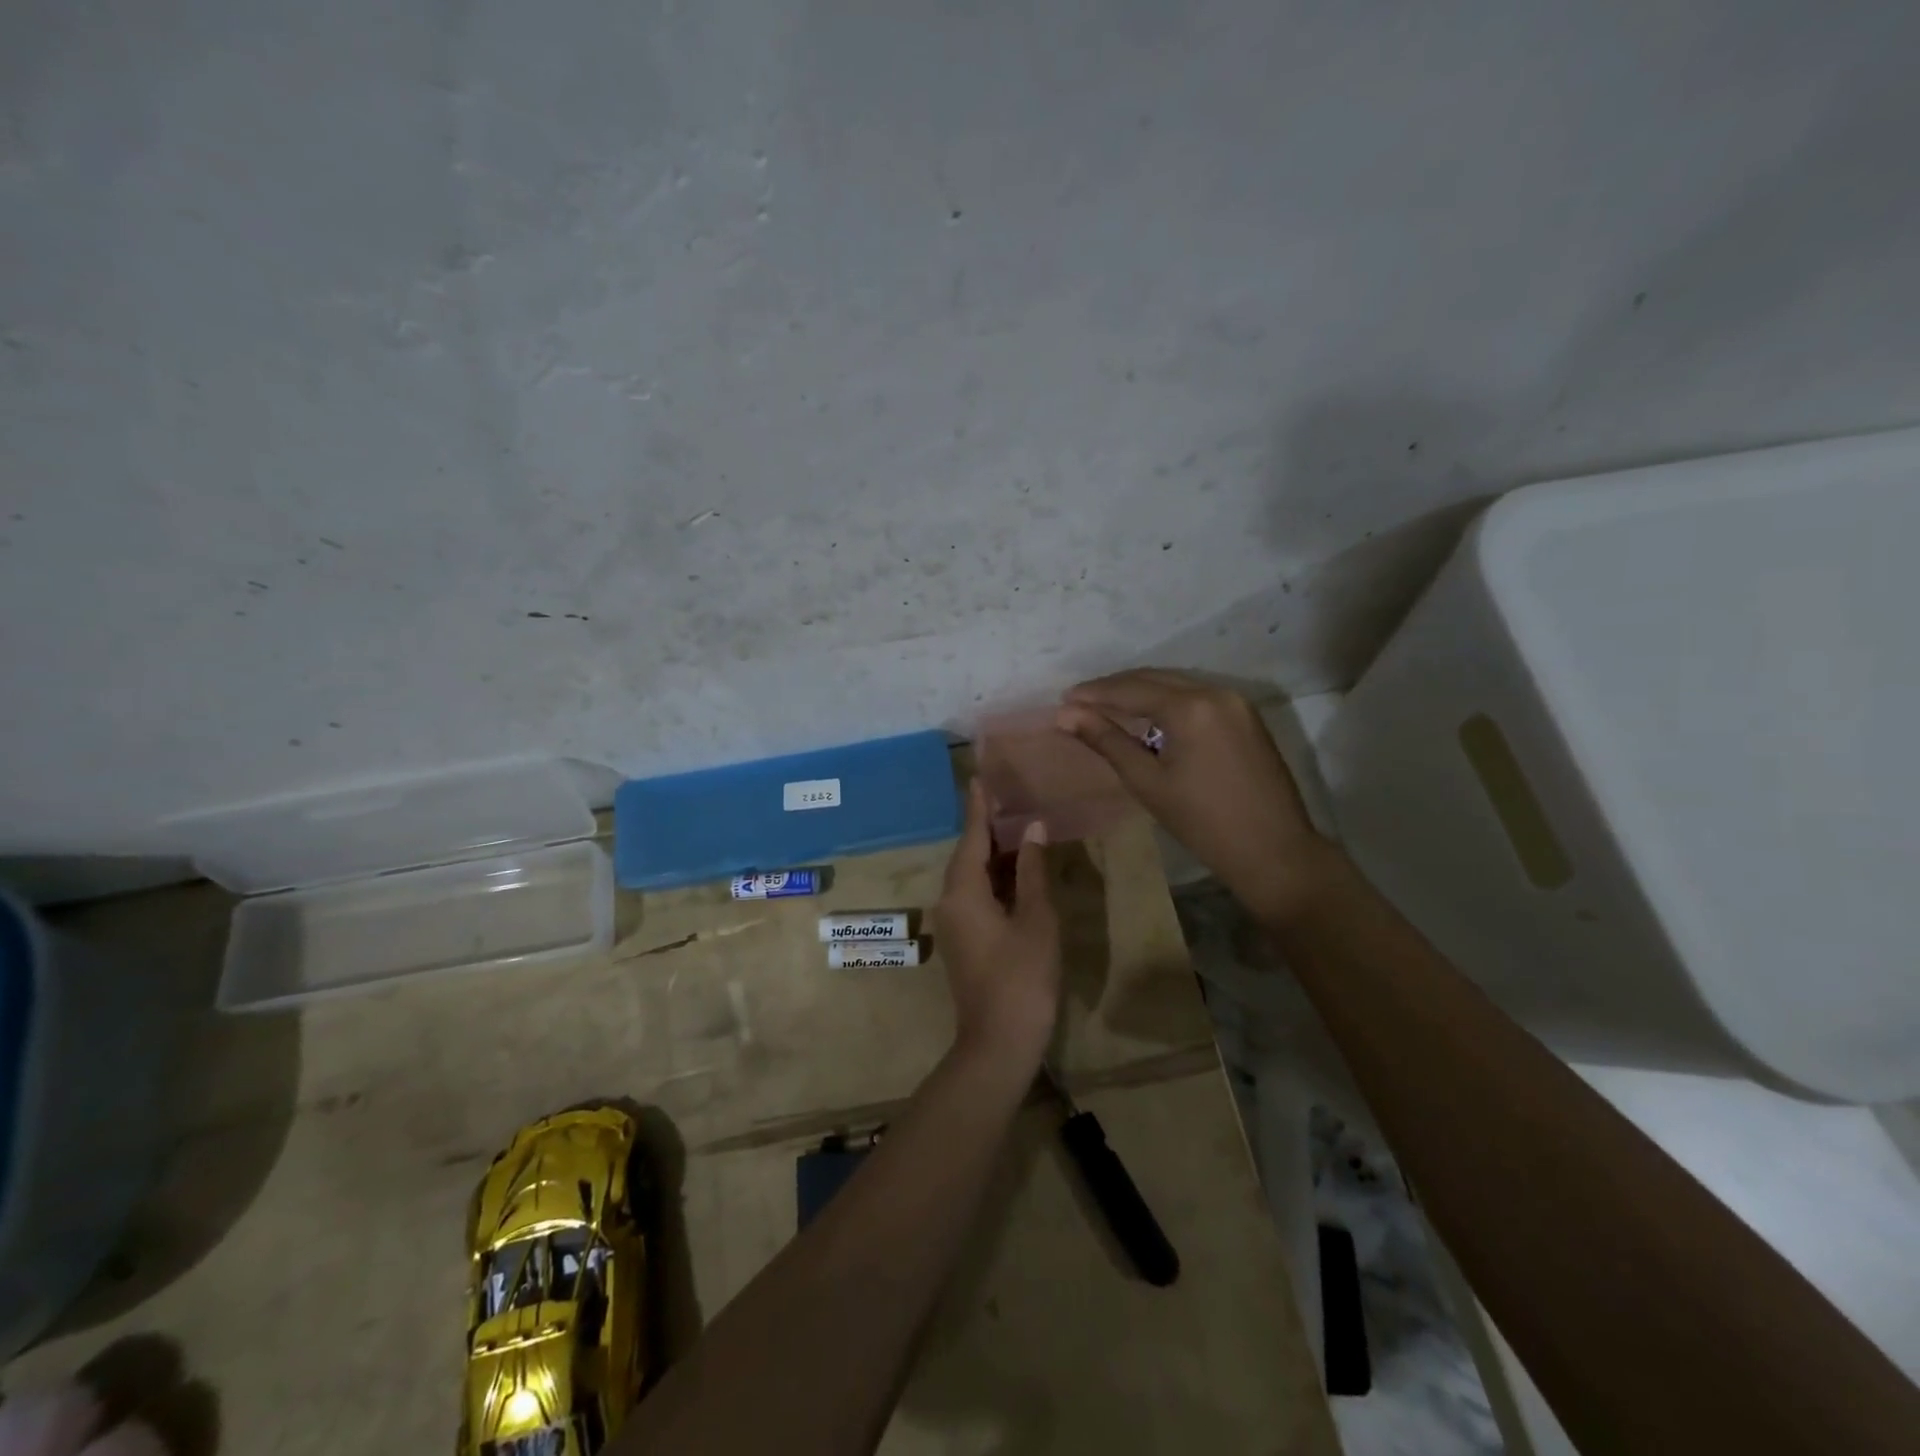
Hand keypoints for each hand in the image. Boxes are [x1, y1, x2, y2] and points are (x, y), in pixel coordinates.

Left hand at [933, 779, 1061, 1067]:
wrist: (998, 1043)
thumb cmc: (1022, 977)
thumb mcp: (1036, 919)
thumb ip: (1033, 871)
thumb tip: (1033, 829)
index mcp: (963, 891)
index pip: (972, 837)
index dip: (979, 807)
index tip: (980, 776)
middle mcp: (950, 901)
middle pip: (969, 854)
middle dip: (989, 827)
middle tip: (1010, 796)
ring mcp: (954, 923)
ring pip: (973, 876)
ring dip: (995, 854)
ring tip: (1019, 825)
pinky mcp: (964, 939)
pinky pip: (976, 896)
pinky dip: (995, 879)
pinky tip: (1017, 871)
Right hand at [1058, 669, 1333, 926]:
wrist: (1274, 851)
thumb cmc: (1203, 822)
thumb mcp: (1147, 782)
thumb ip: (1107, 741)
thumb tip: (1065, 715)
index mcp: (1190, 707)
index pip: (1131, 689)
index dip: (1094, 693)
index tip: (1063, 700)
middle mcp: (1215, 691)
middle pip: (1153, 678)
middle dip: (1114, 687)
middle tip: (1079, 702)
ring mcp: (1236, 701)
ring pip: (1176, 684)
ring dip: (1140, 691)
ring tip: (1106, 707)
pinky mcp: (1246, 716)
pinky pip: (1197, 696)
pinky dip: (1167, 700)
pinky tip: (1148, 716)